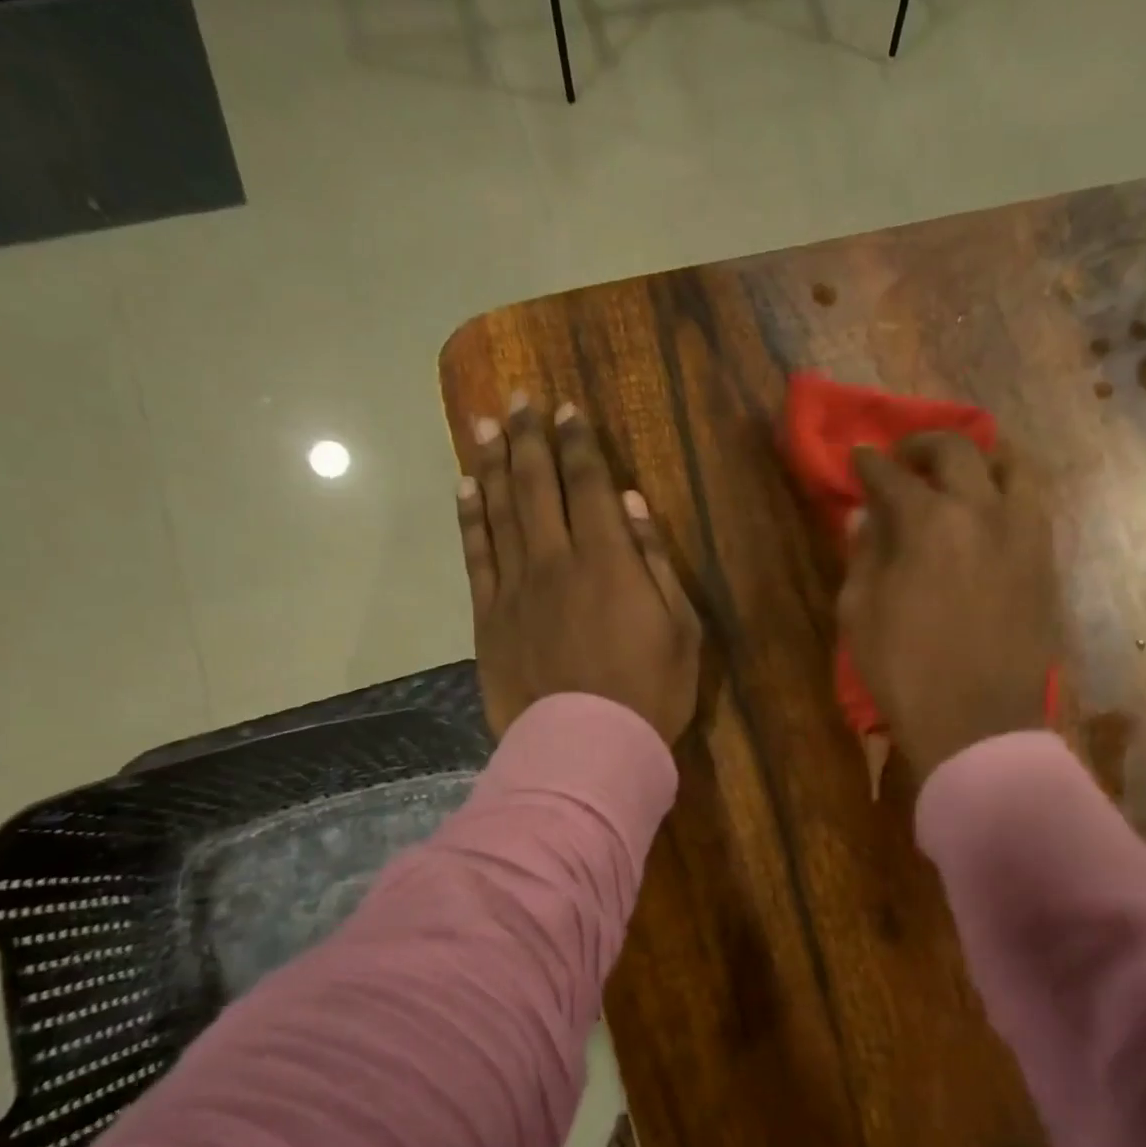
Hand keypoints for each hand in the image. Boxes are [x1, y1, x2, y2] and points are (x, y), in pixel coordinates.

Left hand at [459, 394, 700, 744]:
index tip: (566, 409)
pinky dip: (469, 517)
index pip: (587, 484)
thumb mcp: (680, 628)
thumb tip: (630, 504)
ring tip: (484, 424)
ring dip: (491, 463)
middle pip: (537, 485)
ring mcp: (515, 588)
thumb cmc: (650, 692)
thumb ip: (655, 561)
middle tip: (519, 398)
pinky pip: (475, 556)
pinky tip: (464, 488)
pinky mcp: (489, 617)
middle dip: (529, 438)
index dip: (577, 443)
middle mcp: (555, 560)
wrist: (588, 747)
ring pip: (499, 511)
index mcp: (607, 560)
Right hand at [838, 432, 1062, 776]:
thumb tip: (867, 517)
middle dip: (923, 444)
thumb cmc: (905, 672)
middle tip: (904, 457)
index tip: (858, 458)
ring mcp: (1024, 534)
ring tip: (962, 471)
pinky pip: (1034, 505)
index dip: (869, 464)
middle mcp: (982, 512)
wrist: (977, 724)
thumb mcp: (860, 614)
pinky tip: (990, 508)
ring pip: (1014, 465)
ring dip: (982, 457)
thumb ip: (863, 555)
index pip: (892, 476)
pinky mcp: (1046, 562)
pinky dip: (1009, 491)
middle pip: (957, 451)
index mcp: (929, 524)